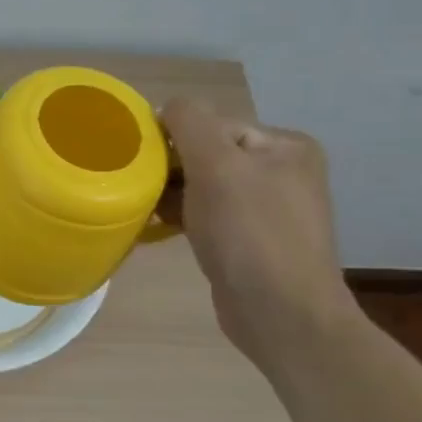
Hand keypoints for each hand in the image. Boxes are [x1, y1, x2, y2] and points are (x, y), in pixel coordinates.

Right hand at [161, 98, 359, 367]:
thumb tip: (168, 106)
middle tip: (137, 186)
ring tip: (140, 208)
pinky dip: (180, 217)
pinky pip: (206, 216)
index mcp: (285, 147)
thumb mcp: (218, 166)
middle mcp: (281, 172)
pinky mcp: (249, 242)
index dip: (175, 139)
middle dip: (171, 169)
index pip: (214, 126)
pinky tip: (156, 228)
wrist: (281, 315)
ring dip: (171, 194)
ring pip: (203, 187)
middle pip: (207, 155)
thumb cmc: (250, 235)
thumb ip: (190, 124)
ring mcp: (267, 210)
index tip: (141, 161)